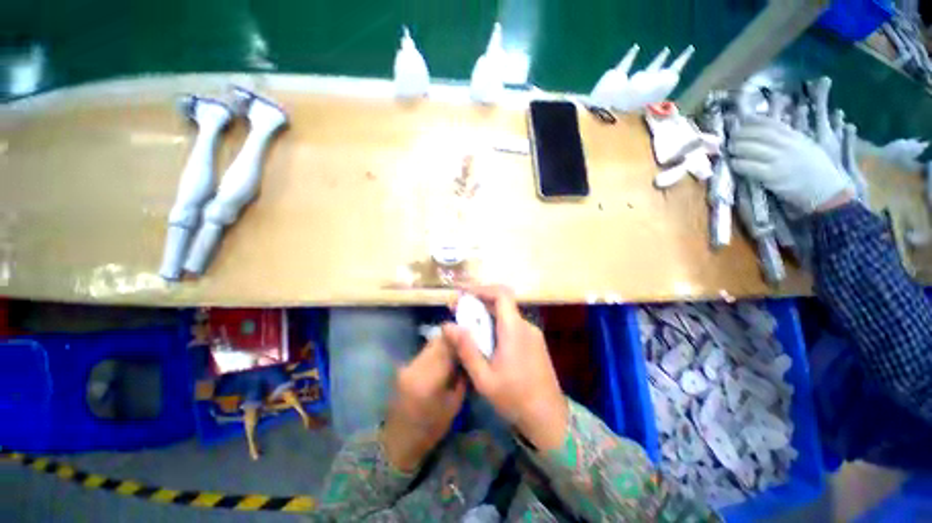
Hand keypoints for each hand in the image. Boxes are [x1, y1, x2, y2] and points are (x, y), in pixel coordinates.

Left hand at [382, 333, 465, 472]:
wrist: (398, 442)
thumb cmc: (431, 429)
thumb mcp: (454, 405)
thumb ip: (461, 377)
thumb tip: (468, 356)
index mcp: (429, 379)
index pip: (446, 347)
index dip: (459, 337)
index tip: (471, 336)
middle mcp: (415, 367)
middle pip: (437, 341)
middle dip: (452, 338)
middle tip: (466, 342)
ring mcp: (407, 366)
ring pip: (430, 344)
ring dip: (444, 344)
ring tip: (456, 351)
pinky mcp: (404, 367)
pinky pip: (425, 352)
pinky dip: (436, 352)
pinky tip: (443, 359)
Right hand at [444, 285, 568, 450]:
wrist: (549, 418)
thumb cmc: (515, 399)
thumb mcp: (484, 378)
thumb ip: (466, 349)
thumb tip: (447, 325)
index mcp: (514, 329)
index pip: (501, 294)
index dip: (482, 289)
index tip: (463, 294)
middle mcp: (525, 326)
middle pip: (502, 303)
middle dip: (479, 303)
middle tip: (458, 311)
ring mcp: (532, 334)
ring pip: (507, 315)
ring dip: (487, 315)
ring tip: (467, 326)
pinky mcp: (534, 343)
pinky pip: (513, 326)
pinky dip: (496, 325)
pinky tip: (485, 341)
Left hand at [729, 115, 852, 212]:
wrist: (828, 191)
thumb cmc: (815, 169)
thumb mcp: (804, 146)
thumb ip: (787, 138)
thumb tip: (765, 131)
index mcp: (795, 136)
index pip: (770, 123)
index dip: (752, 121)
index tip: (739, 121)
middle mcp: (788, 145)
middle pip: (758, 134)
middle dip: (740, 134)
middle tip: (729, 138)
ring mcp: (780, 160)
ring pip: (752, 148)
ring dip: (736, 148)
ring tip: (729, 150)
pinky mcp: (773, 176)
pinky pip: (751, 167)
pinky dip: (739, 164)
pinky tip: (734, 164)